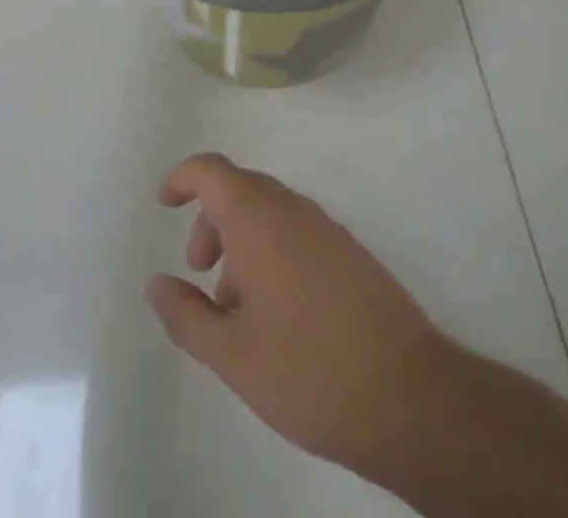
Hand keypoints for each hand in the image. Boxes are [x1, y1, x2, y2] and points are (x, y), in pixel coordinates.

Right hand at [147, 153, 463, 490]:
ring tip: (235, 304)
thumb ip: (187, 315)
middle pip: (240, 188)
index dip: (182, 178)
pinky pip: (298, 232)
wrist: (410, 396)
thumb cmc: (308, 370)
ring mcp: (328, 229)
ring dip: (242, 239)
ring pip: (271, 211)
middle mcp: (293, 210)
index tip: (163, 203)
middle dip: (211, 218)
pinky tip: (277, 312)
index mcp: (258, 218)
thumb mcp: (232, 355)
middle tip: (200, 269)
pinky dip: (272, 251)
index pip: (211, 170)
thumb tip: (157, 284)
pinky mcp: (352, 255)